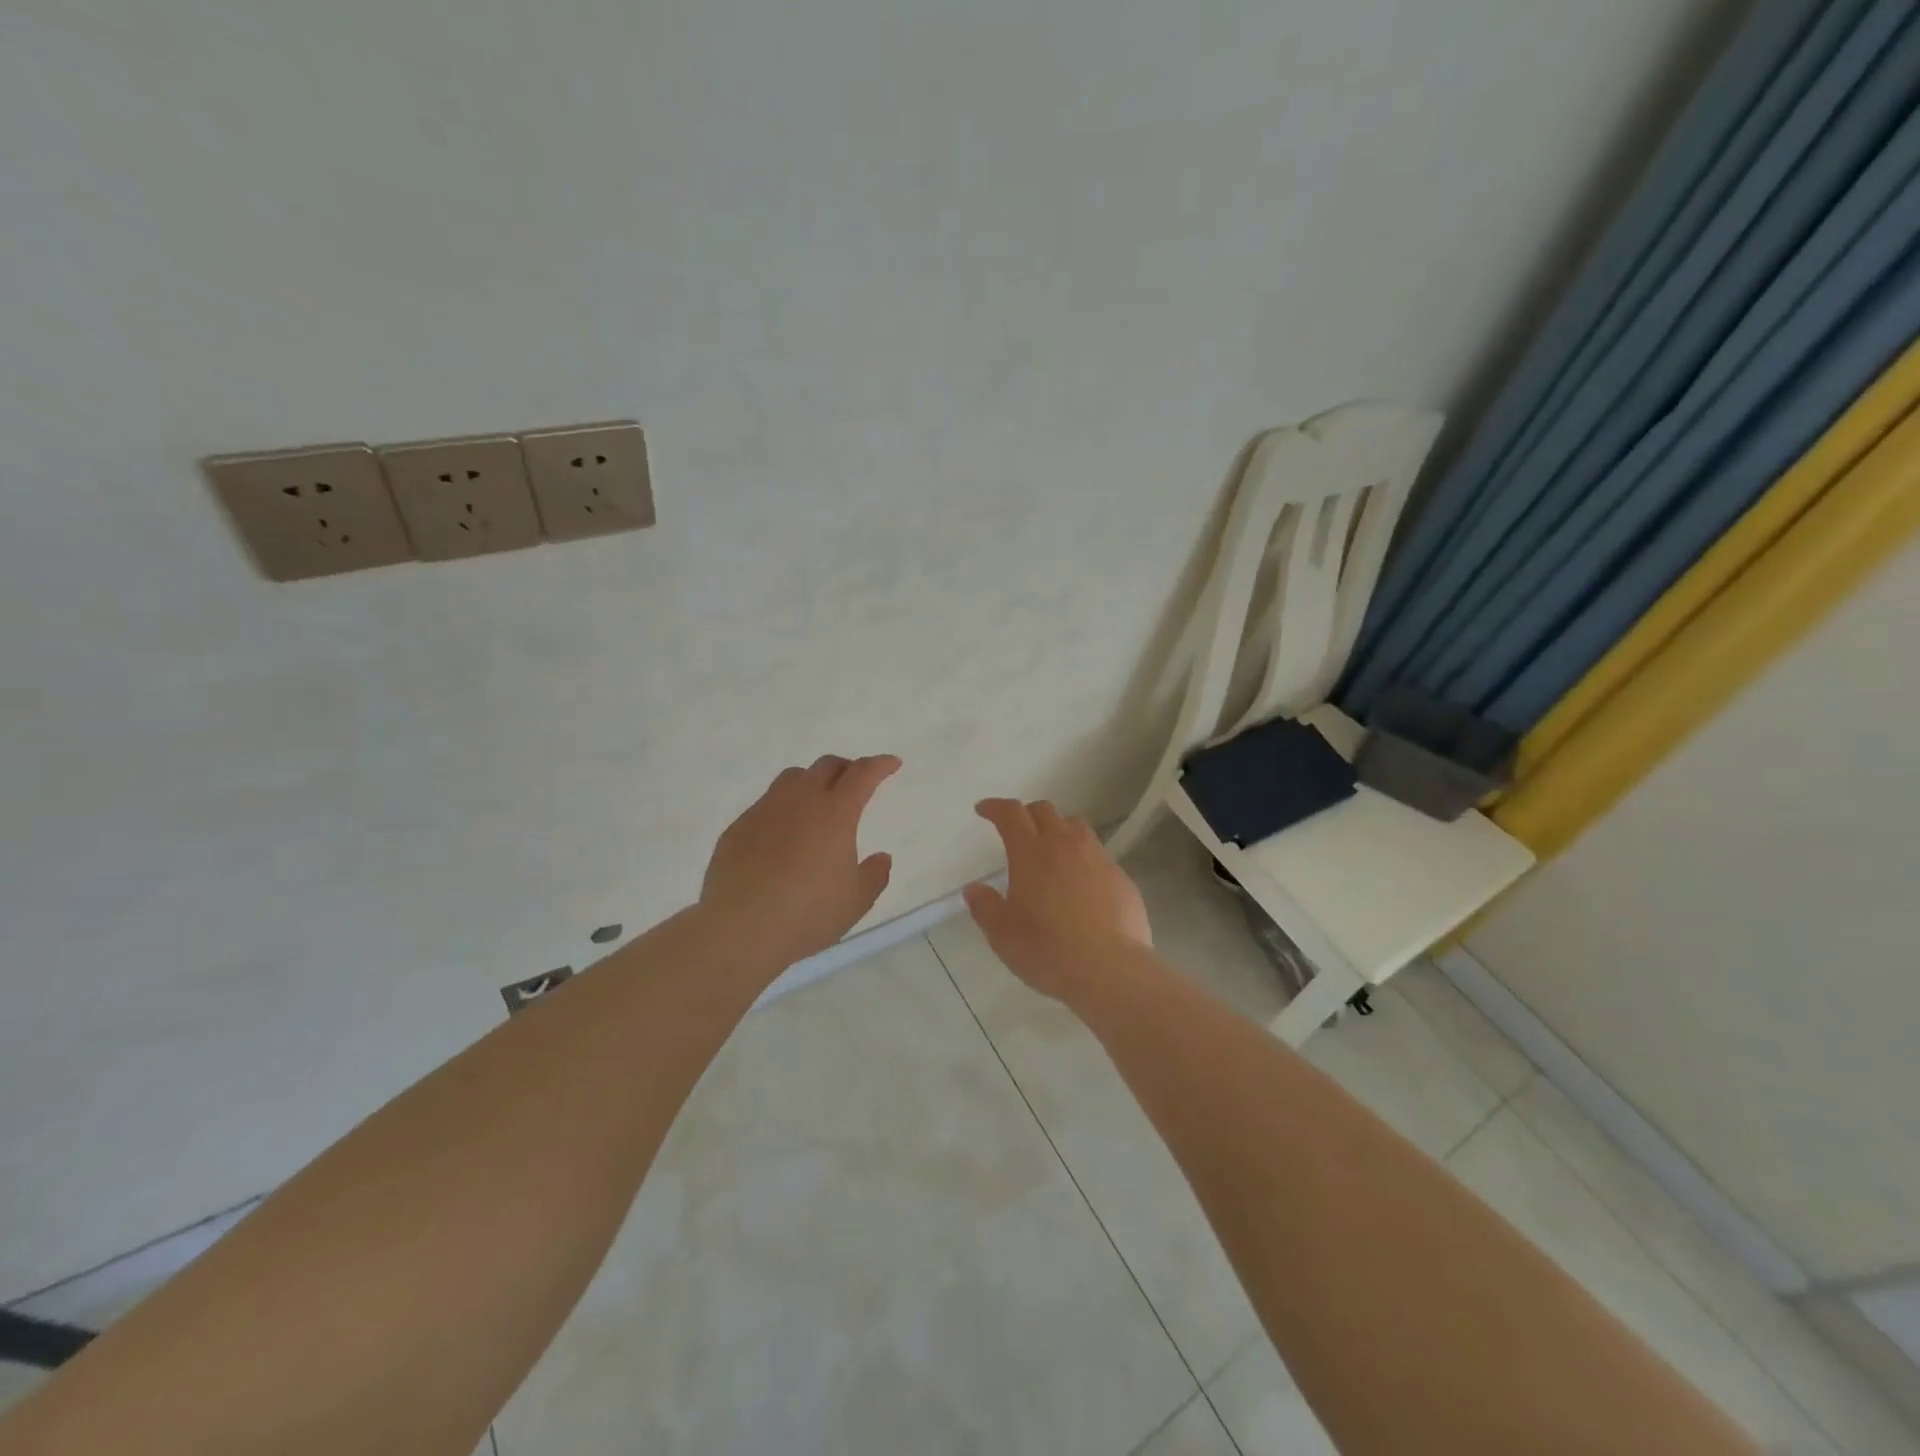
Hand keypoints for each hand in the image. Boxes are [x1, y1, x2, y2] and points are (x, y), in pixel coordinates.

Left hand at [701, 754, 901, 966]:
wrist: (739, 927)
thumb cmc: (808, 913)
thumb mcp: (856, 901)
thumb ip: (875, 875)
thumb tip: (881, 857)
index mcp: (836, 813)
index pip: (863, 774)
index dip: (880, 765)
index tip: (892, 763)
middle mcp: (800, 800)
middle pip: (826, 766)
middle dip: (847, 768)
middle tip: (856, 782)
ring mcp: (765, 810)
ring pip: (792, 778)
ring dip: (812, 781)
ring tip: (818, 801)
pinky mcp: (738, 827)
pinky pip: (766, 804)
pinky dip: (783, 808)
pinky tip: (782, 835)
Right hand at [963, 799, 1150, 1002]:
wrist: (1109, 969)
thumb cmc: (1046, 949)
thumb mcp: (1002, 934)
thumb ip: (985, 906)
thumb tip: (974, 889)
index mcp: (1031, 852)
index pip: (1011, 814)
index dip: (995, 807)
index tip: (984, 810)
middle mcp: (1065, 845)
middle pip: (1045, 811)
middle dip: (1027, 814)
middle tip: (1017, 830)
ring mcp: (1098, 858)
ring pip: (1076, 827)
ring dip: (1059, 830)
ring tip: (1051, 850)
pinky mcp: (1121, 877)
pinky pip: (1098, 856)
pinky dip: (1084, 859)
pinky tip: (1082, 884)